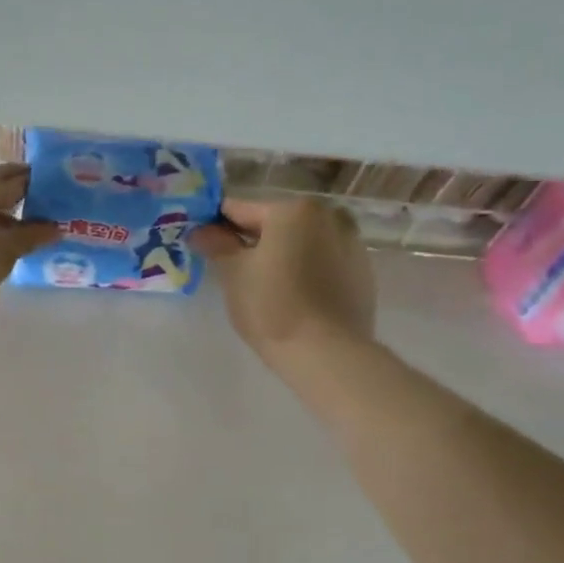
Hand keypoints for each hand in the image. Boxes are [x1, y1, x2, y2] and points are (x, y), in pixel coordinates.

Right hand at [190, 197, 376, 359]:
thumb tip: (200, 231)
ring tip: (264, 285)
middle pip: (276, 223)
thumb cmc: (272, 306)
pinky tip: (293, 296)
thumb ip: (217, 245)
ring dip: (282, 254)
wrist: (327, 353)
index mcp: (294, 209)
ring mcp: (352, 243)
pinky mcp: (363, 272)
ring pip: (302, 242)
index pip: (241, 210)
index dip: (216, 226)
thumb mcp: (234, 274)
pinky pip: (323, 262)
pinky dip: (306, 270)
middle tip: (231, 268)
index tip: (202, 242)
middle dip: (252, 241)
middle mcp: (329, 215)